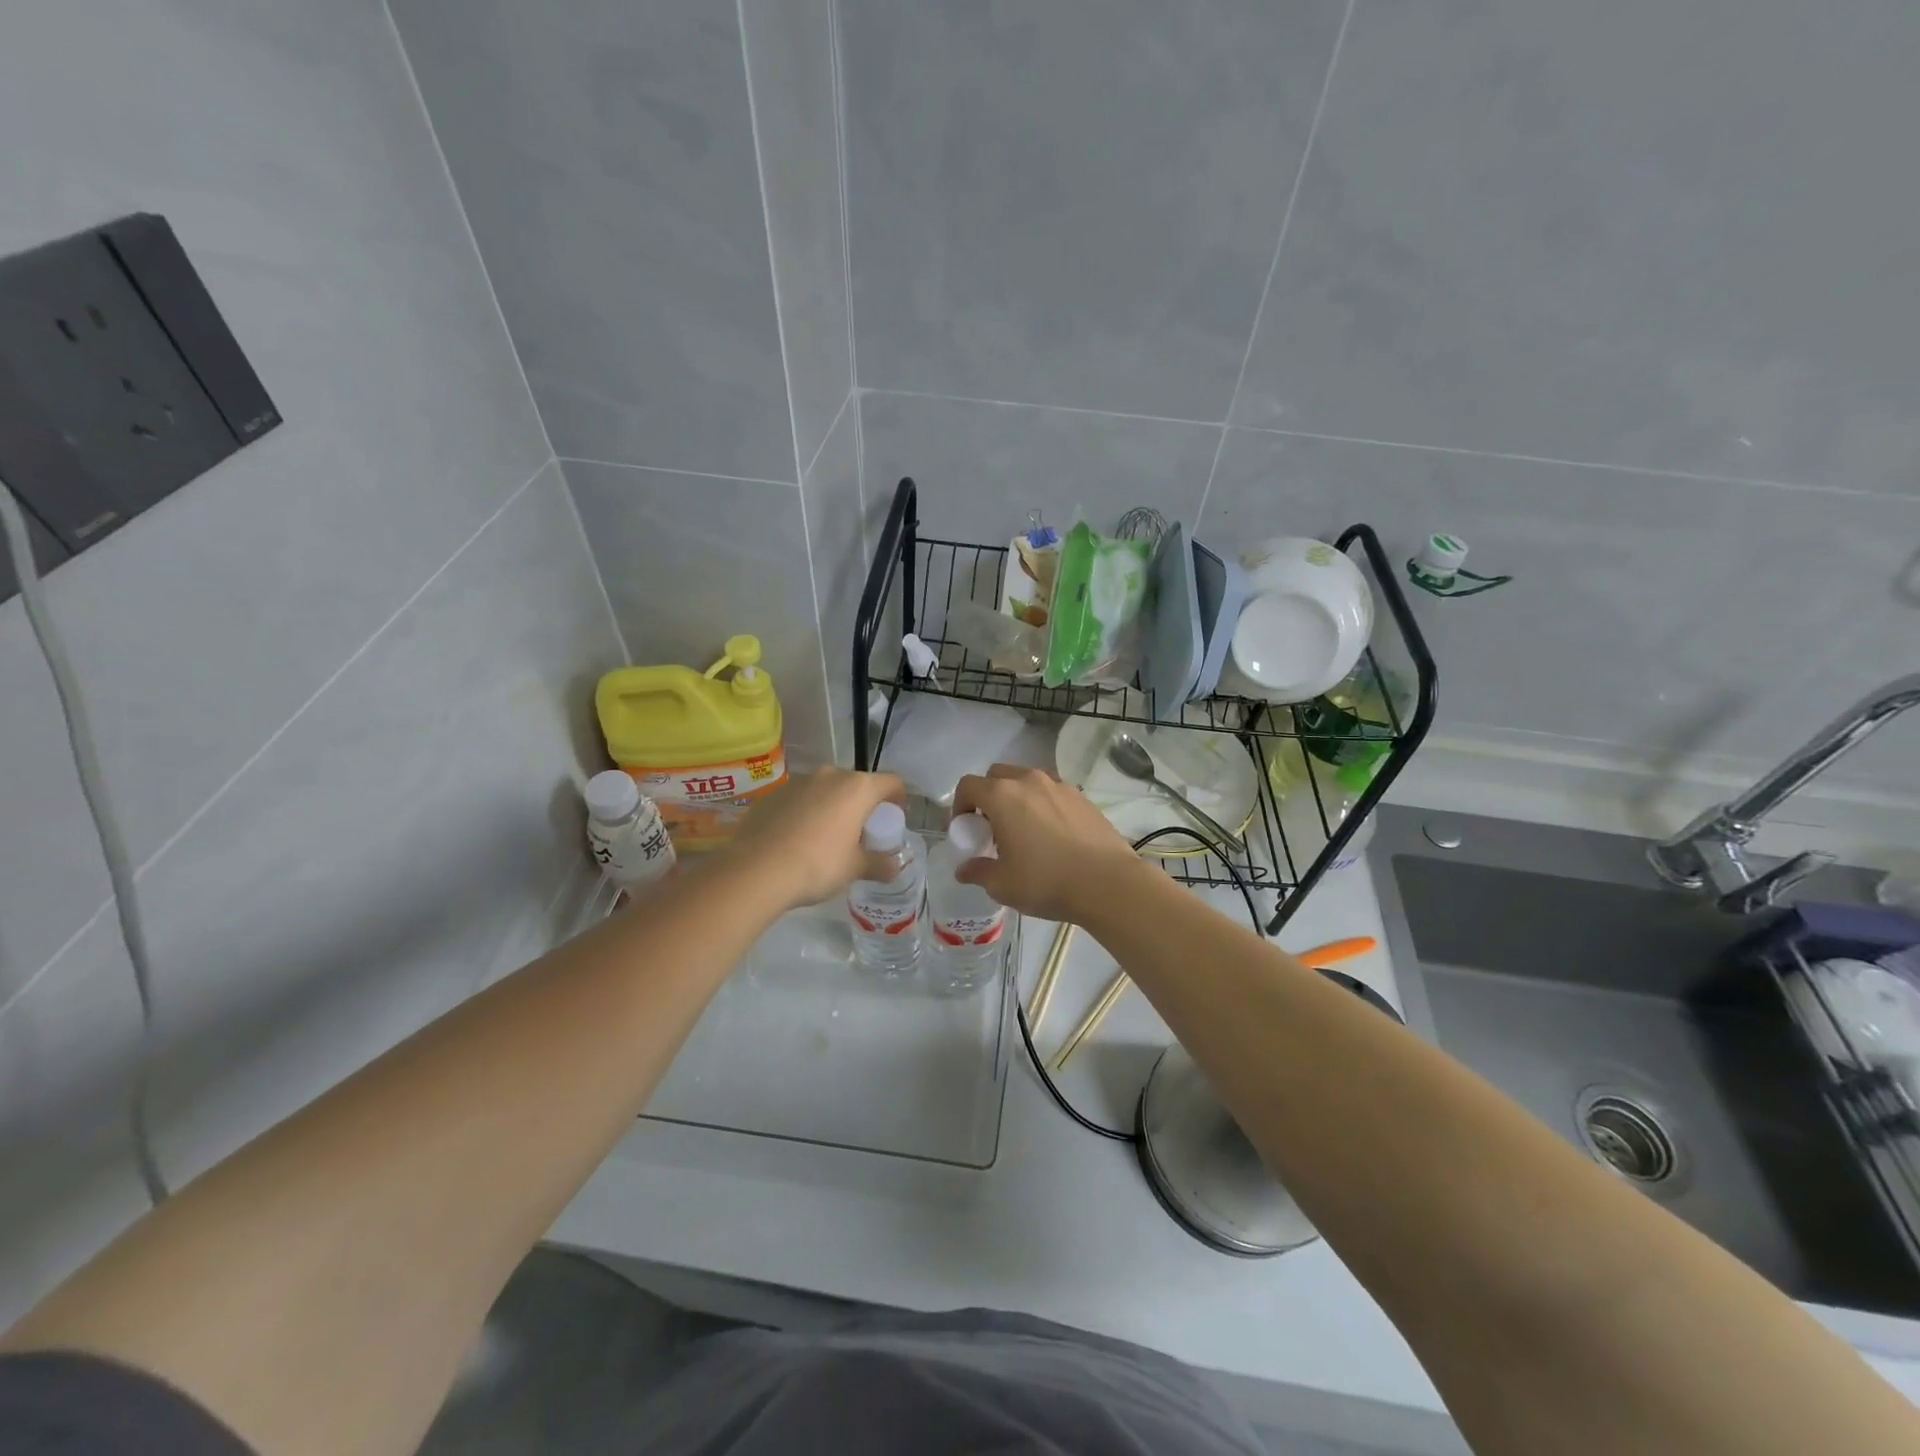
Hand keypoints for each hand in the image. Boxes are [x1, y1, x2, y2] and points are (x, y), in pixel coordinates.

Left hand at [730, 766, 907, 908]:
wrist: (755, 870)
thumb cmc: (817, 865)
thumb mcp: (854, 868)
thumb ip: (878, 864)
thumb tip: (894, 868)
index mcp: (857, 789)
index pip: (891, 781)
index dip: (898, 797)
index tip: (894, 816)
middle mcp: (829, 775)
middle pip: (857, 784)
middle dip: (862, 804)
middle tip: (860, 832)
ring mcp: (798, 782)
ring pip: (825, 789)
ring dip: (832, 806)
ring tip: (826, 836)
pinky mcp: (772, 794)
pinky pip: (799, 799)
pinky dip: (805, 812)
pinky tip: (796, 839)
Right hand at [951, 764, 1140, 922]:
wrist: (1108, 883)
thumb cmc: (1046, 881)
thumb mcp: (1002, 884)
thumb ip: (978, 871)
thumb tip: (964, 869)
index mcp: (1002, 796)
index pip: (968, 786)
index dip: (959, 806)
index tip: (964, 830)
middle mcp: (1029, 781)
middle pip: (997, 775)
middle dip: (987, 797)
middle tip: (991, 829)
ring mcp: (1059, 786)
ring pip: (1027, 782)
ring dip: (1016, 799)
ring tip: (1023, 832)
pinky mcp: (1082, 797)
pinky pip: (1051, 793)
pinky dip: (1042, 806)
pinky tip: (1052, 836)